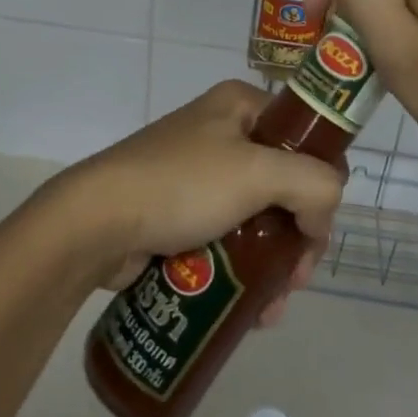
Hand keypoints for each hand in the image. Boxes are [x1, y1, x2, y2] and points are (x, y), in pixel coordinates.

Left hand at [52, 81, 342, 325]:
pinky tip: (250, 311)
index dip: (321, 183)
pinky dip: (242, 271)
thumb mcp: (257, 173)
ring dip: (272, 264)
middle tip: (296, 280)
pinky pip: (227, 238)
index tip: (316, 232)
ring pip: (257, 217)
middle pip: (284, 183)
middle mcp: (222, 131)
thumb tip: (322, 218)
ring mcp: (198, 173)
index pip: (304, 137)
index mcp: (241, 105)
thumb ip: (312, 185)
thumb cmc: (181, 184)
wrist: (95, 222)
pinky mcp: (179, 211)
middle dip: (297, 237)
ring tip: (271, 310)